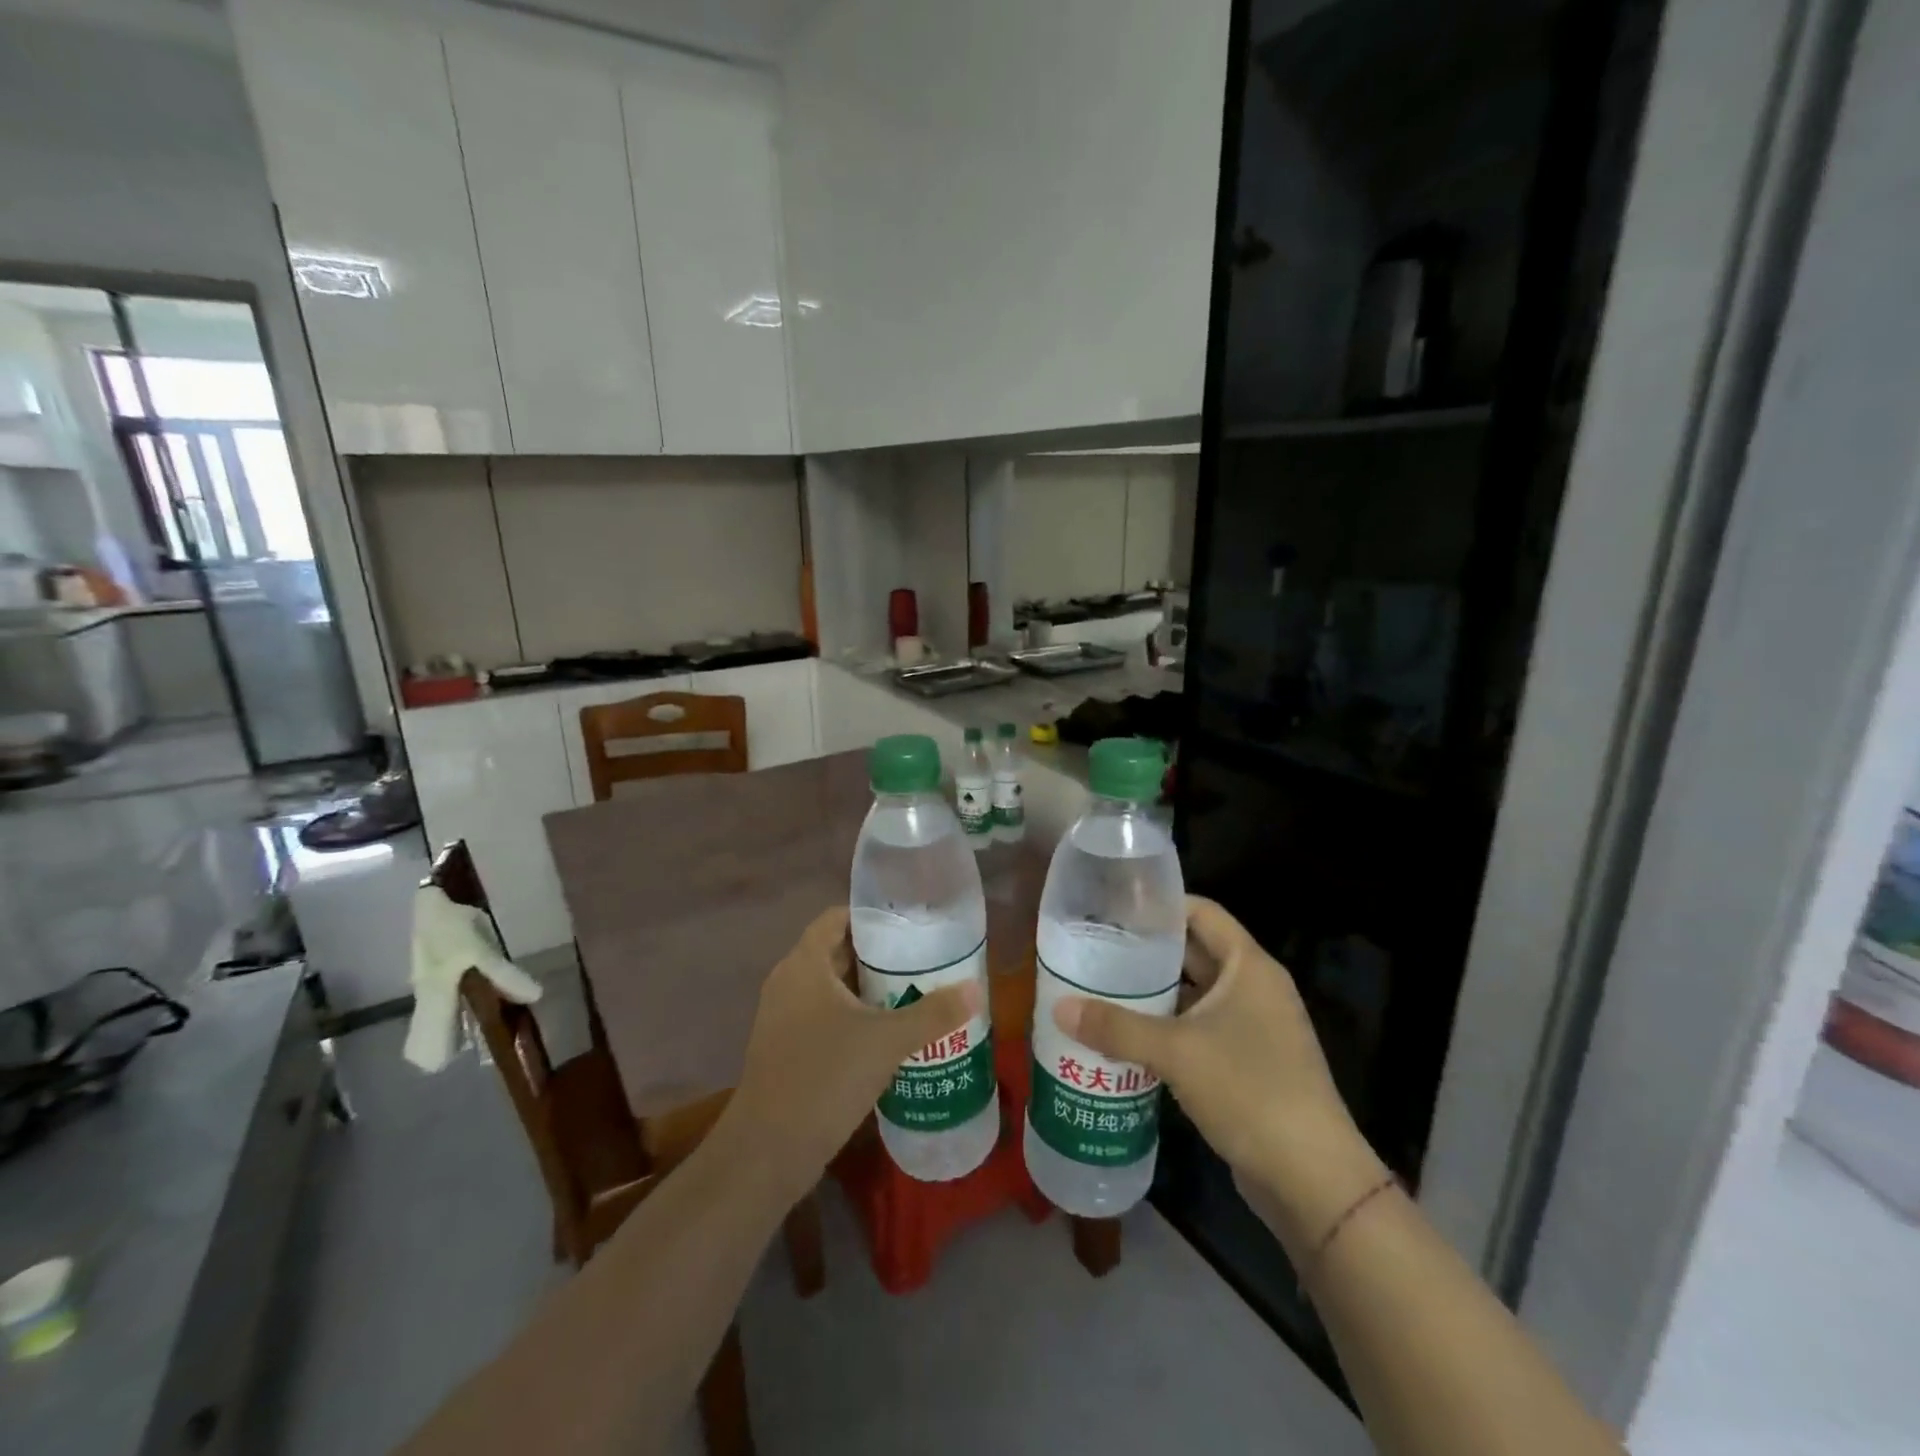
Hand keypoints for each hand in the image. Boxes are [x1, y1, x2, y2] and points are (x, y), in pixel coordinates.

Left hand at [726, 907, 982, 1192]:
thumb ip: (933, 1013)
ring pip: (831, 988)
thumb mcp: (887, 1041)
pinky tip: (886, 1035)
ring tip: (913, 993)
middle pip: (837, 952)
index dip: (872, 917)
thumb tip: (976, 990)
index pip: (837, 918)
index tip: (909, 925)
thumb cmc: (825, 1078)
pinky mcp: (785, 1048)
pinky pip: (823, 1016)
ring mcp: (782, 1017)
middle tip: (922, 959)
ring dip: (868, 989)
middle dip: (878, 955)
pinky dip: (852, 1017)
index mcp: (805, 964)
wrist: (767, 1152)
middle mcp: (788, 982)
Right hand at [1054, 896, 1387, 1253]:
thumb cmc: (1249, 1091)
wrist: (1313, 1179)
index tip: (1114, 908)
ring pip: (1196, 995)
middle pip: (1195, 952)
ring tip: (1102, 989)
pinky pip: (1201, 1030)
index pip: (1201, 912)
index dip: (1160, 905)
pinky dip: (1168, 1028)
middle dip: (1148, 952)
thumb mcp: (1176, 1052)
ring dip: (1155, 994)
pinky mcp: (1249, 1064)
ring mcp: (1255, 1028)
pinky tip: (1128, 1038)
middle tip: (1097, 949)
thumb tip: (1058, 1008)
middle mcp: (1255, 988)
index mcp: (1249, 966)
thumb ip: (1116, 1027)